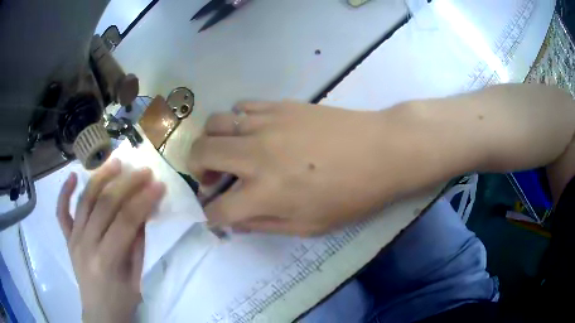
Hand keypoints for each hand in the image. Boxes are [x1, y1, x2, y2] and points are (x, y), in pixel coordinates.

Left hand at [57, 159, 165, 322]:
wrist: (100, 313)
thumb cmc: (122, 301)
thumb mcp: (136, 278)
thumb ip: (137, 244)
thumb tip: (143, 213)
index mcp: (106, 260)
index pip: (126, 221)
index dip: (143, 200)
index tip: (159, 184)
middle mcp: (86, 244)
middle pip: (105, 204)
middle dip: (127, 184)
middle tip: (143, 170)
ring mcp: (74, 239)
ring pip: (84, 200)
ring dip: (100, 178)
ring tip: (115, 162)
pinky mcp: (67, 238)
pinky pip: (62, 212)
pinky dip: (65, 193)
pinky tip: (73, 176)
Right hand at [188, 101, 412, 235]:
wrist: (382, 151)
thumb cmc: (352, 196)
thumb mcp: (310, 227)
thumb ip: (265, 226)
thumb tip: (235, 222)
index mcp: (264, 194)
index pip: (217, 209)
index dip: (210, 215)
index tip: (214, 214)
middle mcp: (256, 156)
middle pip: (200, 153)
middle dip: (195, 169)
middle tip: (210, 177)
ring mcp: (266, 124)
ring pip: (215, 123)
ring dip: (211, 141)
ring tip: (226, 151)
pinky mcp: (280, 105)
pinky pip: (242, 106)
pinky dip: (236, 120)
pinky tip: (252, 131)